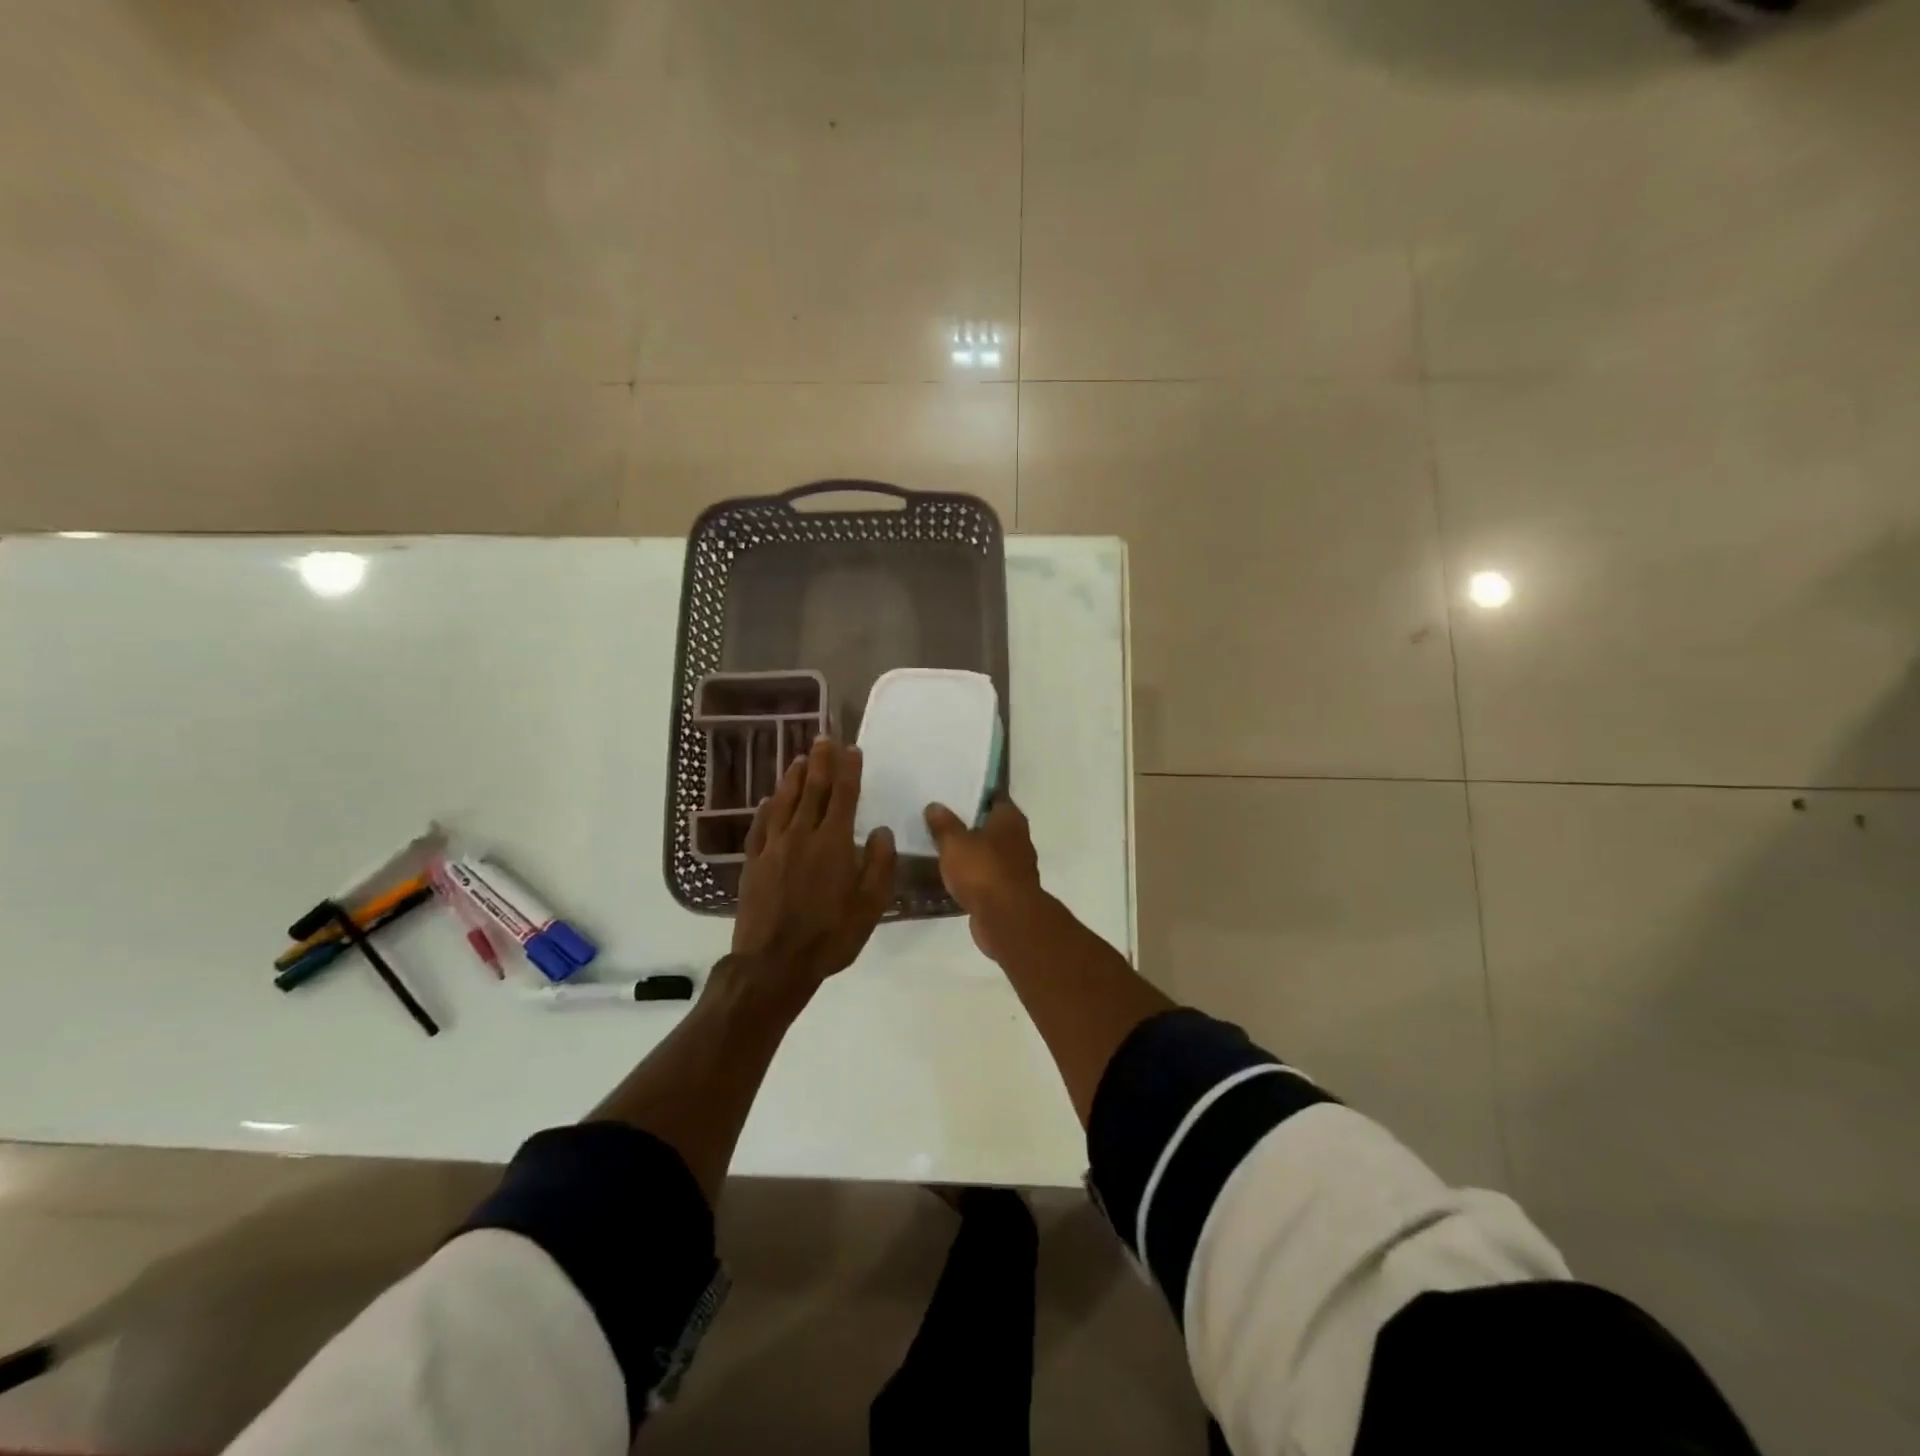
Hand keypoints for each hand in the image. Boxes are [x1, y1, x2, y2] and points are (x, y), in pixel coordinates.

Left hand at [732, 737, 895, 990]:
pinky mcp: (753, 862)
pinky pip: (760, 826)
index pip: (843, 796)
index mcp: (833, 843)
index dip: (848, 771)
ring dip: (793, 778)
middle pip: (812, 790)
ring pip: (784, 802)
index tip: (852, 749)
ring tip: (799, 759)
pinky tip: (769, 800)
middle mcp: (802, 835)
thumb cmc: (830, 936)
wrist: (773, 963)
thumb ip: (878, 865)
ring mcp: (773, 847)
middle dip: (820, 762)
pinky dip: (767, 809)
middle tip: (823, 738)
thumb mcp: (870, 906)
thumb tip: (880, 832)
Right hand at [924, 798, 1041, 961]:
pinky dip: (972, 876)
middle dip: (970, 824)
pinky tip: (951, 876)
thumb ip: (944, 824)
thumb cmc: (983, 870)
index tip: (955, 792)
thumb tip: (935, 806)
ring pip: (989, 852)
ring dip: (971, 852)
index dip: (976, 794)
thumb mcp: (955, 843)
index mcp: (1010, 819)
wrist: (1006, 918)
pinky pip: (986, 876)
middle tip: (941, 819)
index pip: (995, 797)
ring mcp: (1015, 867)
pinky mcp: (1007, 891)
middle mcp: (1018, 839)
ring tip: (942, 848)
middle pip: (992, 825)